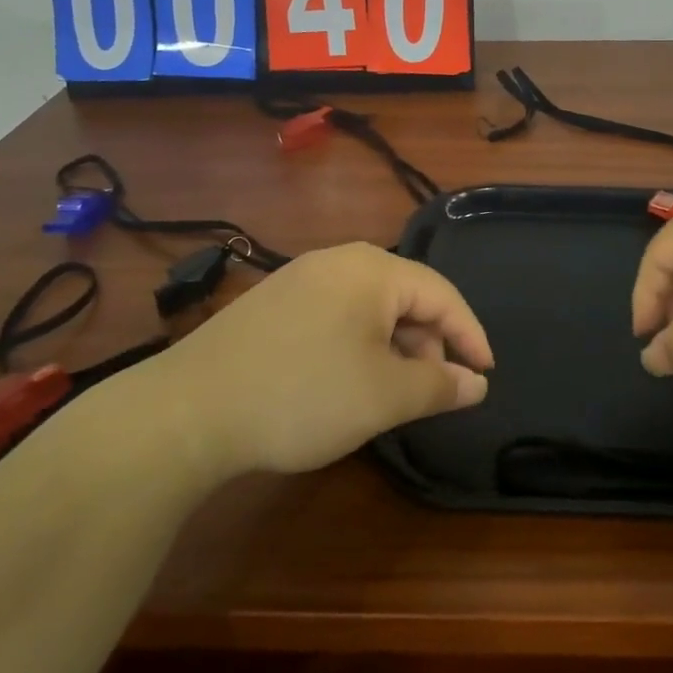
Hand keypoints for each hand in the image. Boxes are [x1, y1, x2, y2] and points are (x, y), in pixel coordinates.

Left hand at [164, 243, 492, 474]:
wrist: (187, 412)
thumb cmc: (303, 395)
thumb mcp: (384, 396)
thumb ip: (439, 385)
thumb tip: (476, 383)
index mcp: (372, 270)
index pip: (442, 294)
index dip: (470, 335)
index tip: (485, 374)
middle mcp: (337, 261)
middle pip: (405, 296)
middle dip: (429, 343)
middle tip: (432, 390)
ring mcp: (300, 279)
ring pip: (370, 308)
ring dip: (393, 347)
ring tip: (390, 392)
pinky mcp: (273, 303)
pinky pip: (336, 315)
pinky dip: (358, 346)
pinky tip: (346, 382)